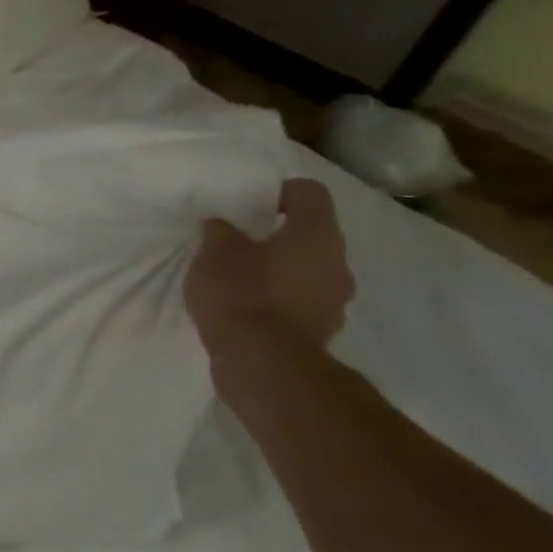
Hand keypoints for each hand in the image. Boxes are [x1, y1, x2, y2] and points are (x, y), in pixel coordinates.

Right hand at [186, 178, 354, 353]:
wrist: (262, 361)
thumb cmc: (241, 293)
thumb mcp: (215, 253)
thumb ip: (221, 232)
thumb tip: (224, 225)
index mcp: (316, 234)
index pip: (310, 193)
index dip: (281, 191)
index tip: (252, 203)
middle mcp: (337, 262)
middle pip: (312, 234)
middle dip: (279, 235)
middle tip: (241, 242)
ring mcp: (335, 299)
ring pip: (309, 270)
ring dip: (281, 269)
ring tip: (242, 278)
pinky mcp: (321, 328)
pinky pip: (302, 300)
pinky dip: (280, 298)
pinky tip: (250, 306)